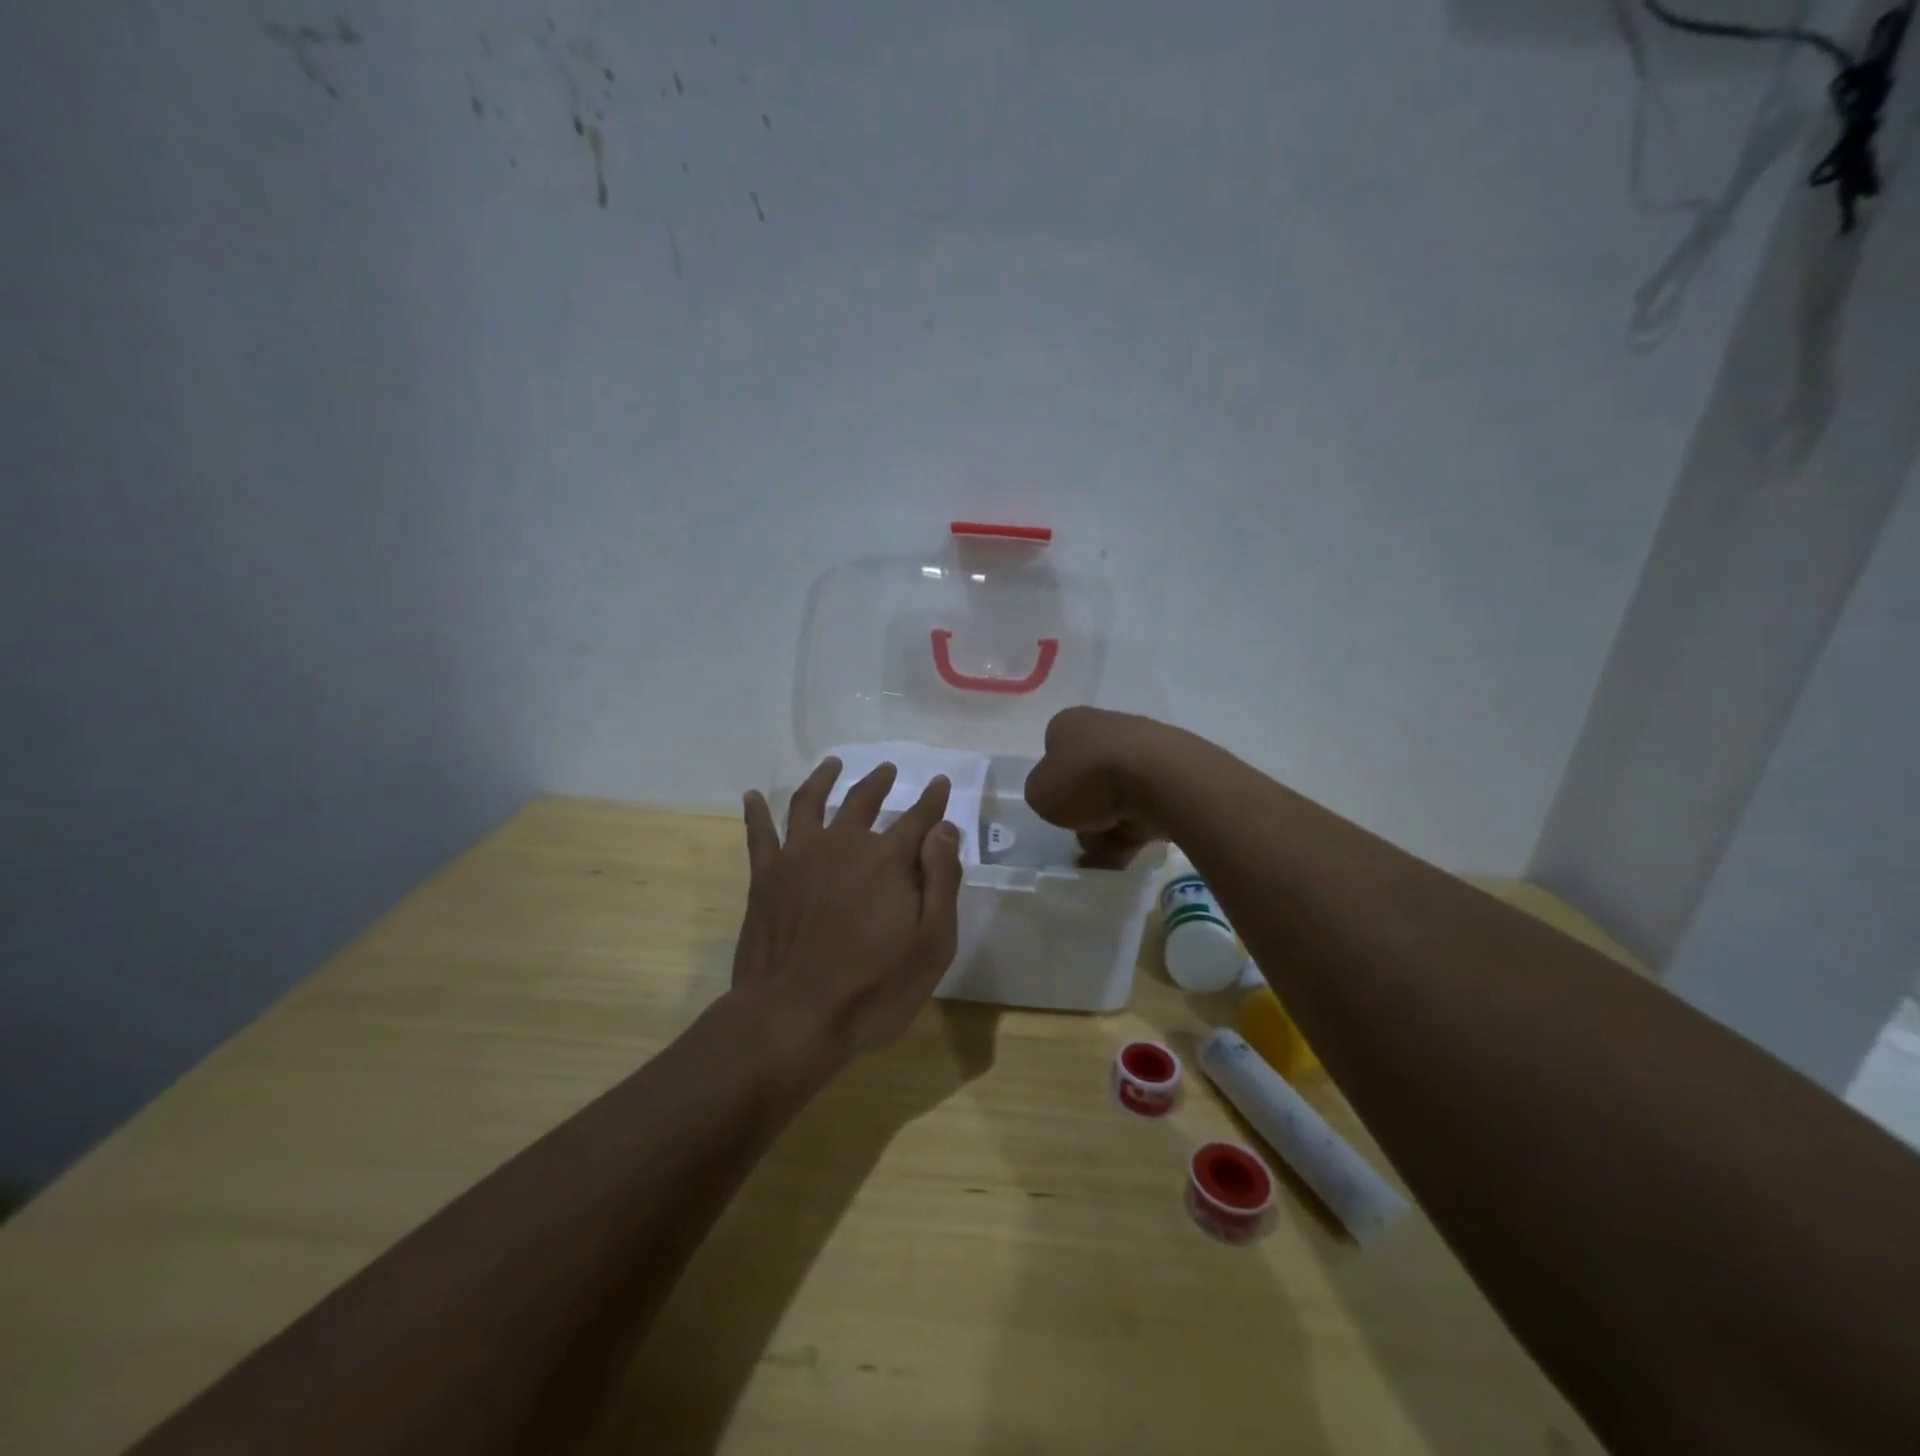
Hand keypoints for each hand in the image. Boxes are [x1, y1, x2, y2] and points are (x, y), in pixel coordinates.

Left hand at [733, 758, 963, 1060]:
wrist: (794, 1016)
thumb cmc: (874, 987)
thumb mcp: (932, 943)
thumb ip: (941, 880)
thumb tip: (944, 829)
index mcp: (887, 859)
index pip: (918, 818)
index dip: (932, 800)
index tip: (940, 782)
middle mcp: (843, 844)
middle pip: (863, 800)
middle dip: (879, 782)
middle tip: (887, 768)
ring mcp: (798, 856)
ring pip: (810, 802)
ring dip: (823, 778)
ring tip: (831, 764)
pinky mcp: (765, 876)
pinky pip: (759, 834)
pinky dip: (755, 811)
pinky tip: (751, 796)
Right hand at [1024, 706, 1175, 868]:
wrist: (1158, 778)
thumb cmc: (1087, 778)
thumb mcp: (1040, 793)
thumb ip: (1042, 794)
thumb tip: (1059, 797)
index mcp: (1069, 724)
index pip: (1054, 752)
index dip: (1054, 784)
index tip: (1058, 807)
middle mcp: (1105, 729)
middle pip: (1087, 781)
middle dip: (1085, 814)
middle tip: (1083, 837)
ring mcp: (1142, 750)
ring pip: (1116, 798)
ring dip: (1108, 831)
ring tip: (1106, 856)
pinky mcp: (1171, 775)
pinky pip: (1145, 809)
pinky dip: (1135, 832)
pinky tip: (1128, 855)